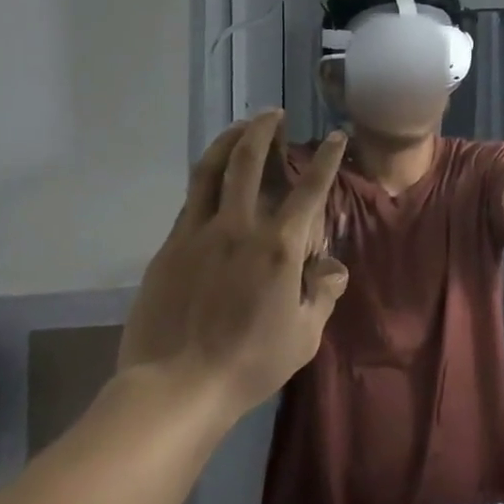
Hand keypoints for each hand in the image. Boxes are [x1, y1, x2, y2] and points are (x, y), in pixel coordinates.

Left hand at [120, 111, 349, 425]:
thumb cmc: (249, 364)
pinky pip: (190, 202)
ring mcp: (198, 234)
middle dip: (263, 129)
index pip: (310, 189)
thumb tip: (333, 267)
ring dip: (228, 141)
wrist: (174, 389)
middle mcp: (239, 227)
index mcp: (279, 246)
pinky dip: (206, 181)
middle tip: (273, 114)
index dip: (326, 158)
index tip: (335, 136)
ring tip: (240, 128)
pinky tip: (212, 183)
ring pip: (209, 170)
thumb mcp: (305, 335)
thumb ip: (323, 293)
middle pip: (247, 160)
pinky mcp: (169, 248)